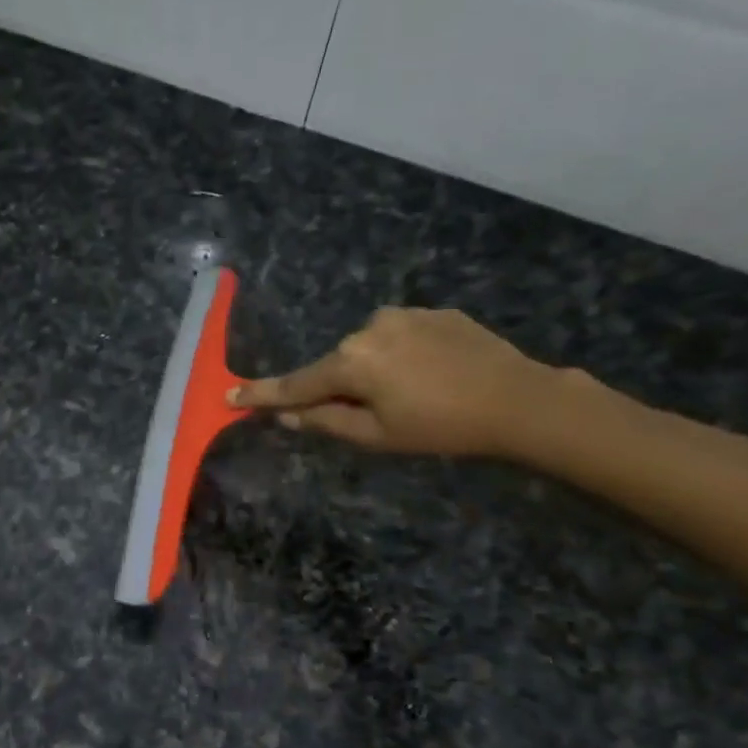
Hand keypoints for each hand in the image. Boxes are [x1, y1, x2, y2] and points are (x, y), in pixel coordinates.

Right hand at [229, 308, 557, 457]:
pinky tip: (433, 375)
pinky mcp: (434, 311)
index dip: (262, 394)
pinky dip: (403, 356)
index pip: (296, 384)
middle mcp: (368, 328)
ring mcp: (403, 315)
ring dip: (373, 370)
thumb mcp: (377, 436)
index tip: (229, 394)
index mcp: (350, 362)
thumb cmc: (440, 428)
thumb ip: (325, 422)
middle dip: (339, 388)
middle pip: (336, 365)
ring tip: (412, 395)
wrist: (519, 399)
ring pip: (369, 349)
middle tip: (371, 416)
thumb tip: (286, 415)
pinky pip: (401, 336)